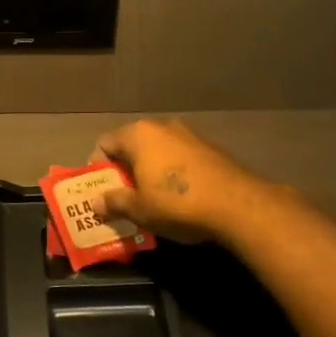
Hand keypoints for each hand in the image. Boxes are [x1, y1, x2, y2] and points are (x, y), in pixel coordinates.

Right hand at [91, 118, 270, 245]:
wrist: (239, 205)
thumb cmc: (178, 204)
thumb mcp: (140, 210)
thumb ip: (115, 202)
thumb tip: (96, 202)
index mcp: (138, 135)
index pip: (104, 143)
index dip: (99, 166)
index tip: (103, 189)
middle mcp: (161, 126)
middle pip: (132, 144)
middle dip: (125, 169)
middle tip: (125, 196)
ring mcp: (189, 134)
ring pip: (158, 150)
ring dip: (151, 169)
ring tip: (153, 198)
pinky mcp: (211, 147)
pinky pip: (180, 156)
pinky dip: (174, 171)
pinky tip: (181, 196)